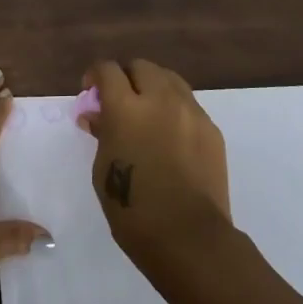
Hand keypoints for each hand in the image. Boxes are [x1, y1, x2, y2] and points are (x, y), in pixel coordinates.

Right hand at [82, 58, 230, 271]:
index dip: (96, 75)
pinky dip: (174, 108)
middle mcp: (160, 100)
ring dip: (153, 87)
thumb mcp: (102, 169)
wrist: (187, 236)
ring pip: (170, 79)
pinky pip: (189, 104)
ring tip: (147, 113)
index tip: (91, 91)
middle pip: (142, 67)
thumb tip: (97, 116)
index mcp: (126, 108)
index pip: (108, 70)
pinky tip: (170, 135)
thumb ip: (102, 133)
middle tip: (120, 101)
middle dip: (126, 77)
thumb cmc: (132, 208)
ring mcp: (191, 112)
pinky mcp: (211, 129)